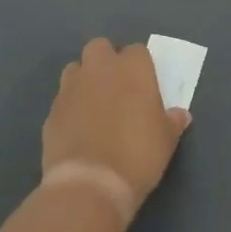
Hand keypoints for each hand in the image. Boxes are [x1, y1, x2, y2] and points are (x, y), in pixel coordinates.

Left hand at [42, 38, 190, 221]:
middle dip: (106, 61)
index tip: (144, 84)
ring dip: (84, 79)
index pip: (137, 51)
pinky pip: (62, 98)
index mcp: (133, 69)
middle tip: (116, 87)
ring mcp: (71, 87)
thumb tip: (179, 115)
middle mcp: (100, 69)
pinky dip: (70, 107)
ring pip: (76, 68)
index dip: (140, 66)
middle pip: (100, 47)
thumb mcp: (166, 140)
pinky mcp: (51, 110)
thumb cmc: (138, 155)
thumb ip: (172, 121)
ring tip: (94, 105)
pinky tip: (78, 128)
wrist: (90, 184)